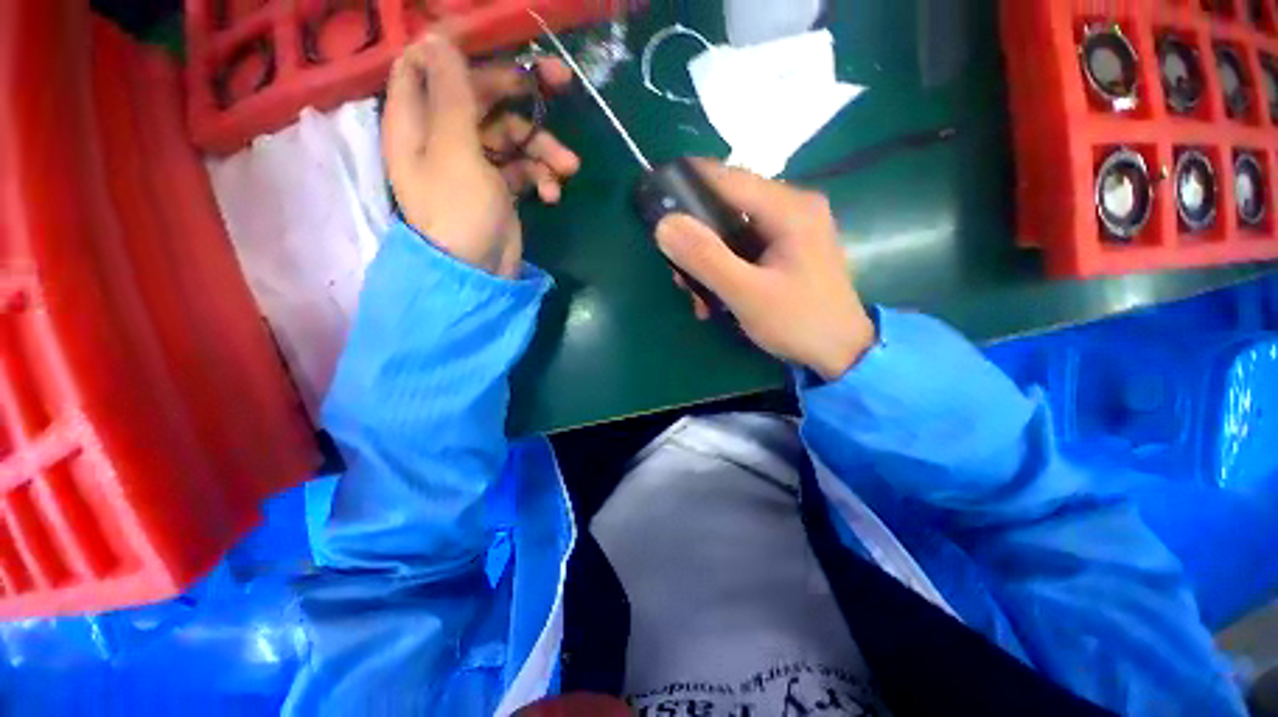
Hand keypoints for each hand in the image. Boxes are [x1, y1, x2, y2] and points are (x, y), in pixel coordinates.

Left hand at [383, 33, 580, 277]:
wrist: (478, 273)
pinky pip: (523, 168)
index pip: (425, 64)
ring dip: (543, 147)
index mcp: (418, 120)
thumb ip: (452, 93)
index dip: (456, 48)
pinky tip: (552, 194)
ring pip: (512, 134)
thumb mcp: (455, 148)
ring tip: (568, 167)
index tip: (497, 41)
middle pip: (480, 94)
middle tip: (562, 83)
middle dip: (521, 90)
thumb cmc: (458, 211)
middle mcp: (443, 135)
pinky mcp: (500, 187)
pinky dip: (541, 177)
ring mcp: (474, 162)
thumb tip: (437, 38)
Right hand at [655, 160, 875, 380]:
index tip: (656, 195)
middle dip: (697, 238)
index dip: (689, 182)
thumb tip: (664, 225)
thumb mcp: (746, 293)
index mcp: (789, 208)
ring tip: (696, 296)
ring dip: (709, 260)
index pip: (728, 179)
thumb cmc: (798, 322)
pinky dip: (726, 268)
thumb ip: (705, 258)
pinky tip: (716, 298)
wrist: (842, 352)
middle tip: (677, 271)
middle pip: (729, 206)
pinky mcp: (789, 248)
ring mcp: (793, 228)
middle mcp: (793, 207)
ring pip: (733, 230)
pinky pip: (746, 247)